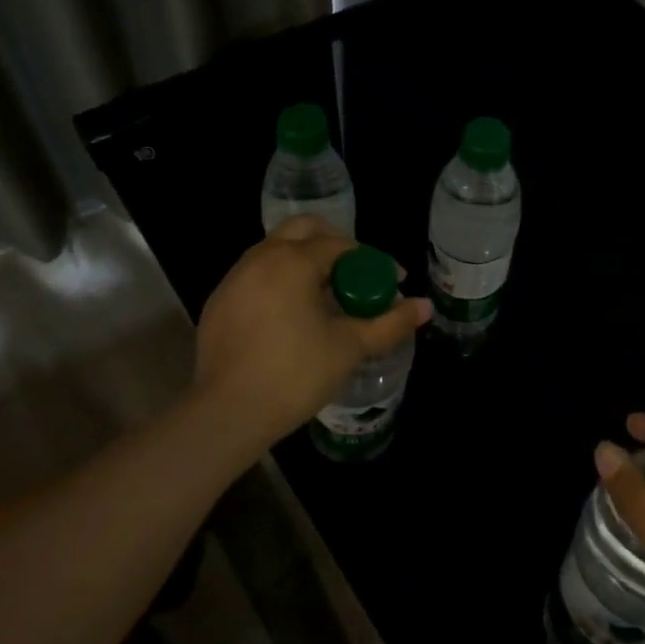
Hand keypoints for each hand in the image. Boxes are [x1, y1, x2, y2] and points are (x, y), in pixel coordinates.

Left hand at [192, 216, 430, 447]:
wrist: (228, 412)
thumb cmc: (296, 374)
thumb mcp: (350, 347)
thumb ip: (390, 323)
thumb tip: (425, 307)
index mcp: (293, 261)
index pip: (341, 245)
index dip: (372, 261)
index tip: (391, 282)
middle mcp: (260, 258)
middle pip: (304, 230)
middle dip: (335, 246)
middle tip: (356, 276)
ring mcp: (234, 279)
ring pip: (276, 251)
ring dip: (305, 263)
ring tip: (326, 297)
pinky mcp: (219, 302)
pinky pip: (256, 276)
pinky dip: (280, 282)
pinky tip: (291, 317)